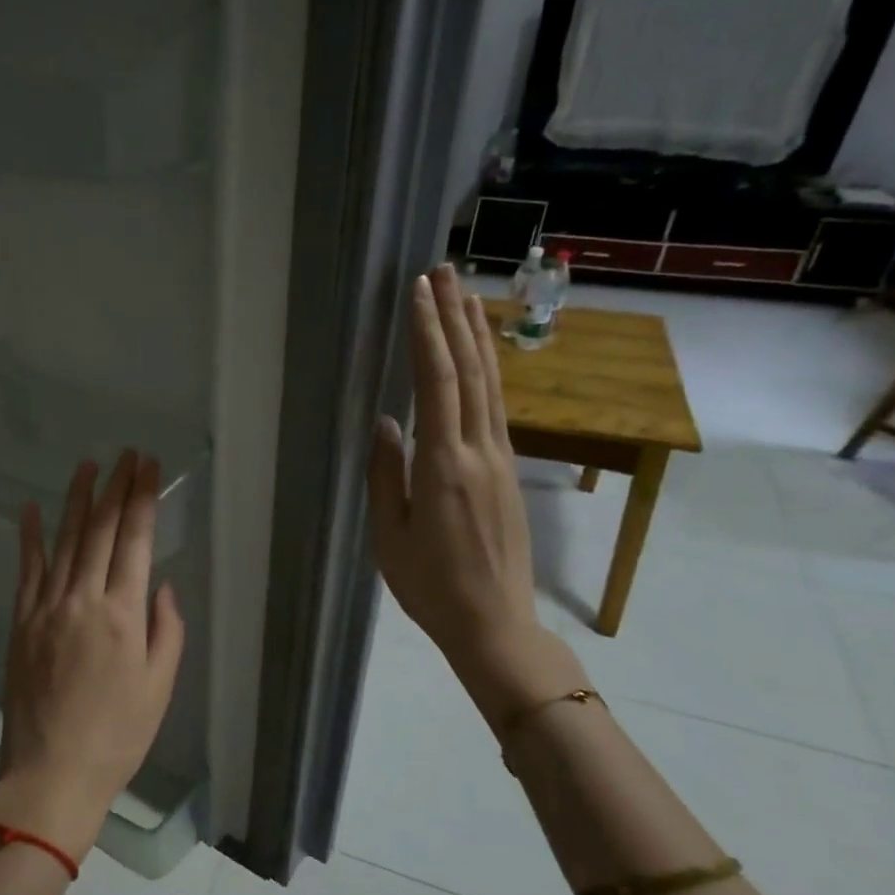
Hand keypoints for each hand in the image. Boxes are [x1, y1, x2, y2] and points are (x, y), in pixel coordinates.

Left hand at [0, 451, 185, 861]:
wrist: (52, 772)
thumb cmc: (117, 735)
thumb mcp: (159, 688)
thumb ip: (166, 630)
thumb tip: (161, 585)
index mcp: (123, 615)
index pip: (135, 541)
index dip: (143, 498)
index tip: (148, 466)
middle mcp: (83, 600)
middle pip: (102, 530)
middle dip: (116, 487)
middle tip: (126, 454)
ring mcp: (47, 608)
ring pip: (65, 541)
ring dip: (78, 500)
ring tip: (88, 466)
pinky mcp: (22, 621)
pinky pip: (27, 570)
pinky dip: (29, 537)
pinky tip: (30, 508)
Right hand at [368, 266, 576, 728]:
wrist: (493, 622)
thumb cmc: (429, 585)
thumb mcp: (389, 535)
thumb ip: (387, 474)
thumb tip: (386, 421)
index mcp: (444, 465)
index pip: (437, 384)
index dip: (427, 333)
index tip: (418, 292)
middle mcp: (479, 450)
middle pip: (471, 370)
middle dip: (456, 317)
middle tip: (443, 272)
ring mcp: (501, 458)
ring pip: (491, 383)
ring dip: (478, 335)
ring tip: (466, 295)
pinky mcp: (509, 470)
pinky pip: (498, 406)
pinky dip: (489, 370)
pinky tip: (483, 354)